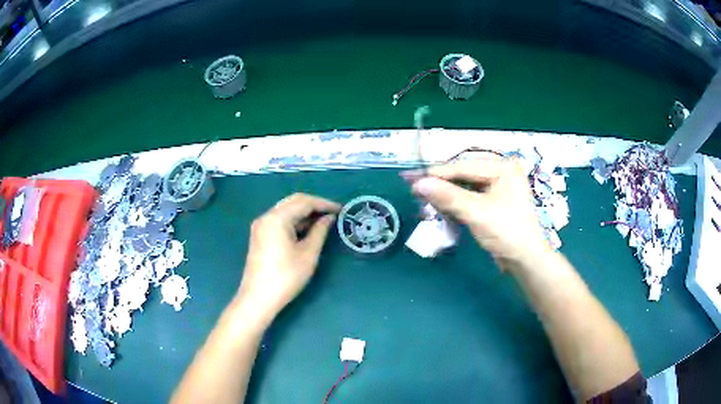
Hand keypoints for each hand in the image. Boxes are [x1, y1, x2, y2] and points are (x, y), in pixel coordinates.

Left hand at [238, 193, 339, 321]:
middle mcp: (266, 217)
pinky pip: (280, 221)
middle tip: (333, 213)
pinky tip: (307, 230)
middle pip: (293, 202)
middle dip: (314, 206)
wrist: (259, 298)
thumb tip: (329, 218)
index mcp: (277, 218)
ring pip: (286, 211)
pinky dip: (294, 222)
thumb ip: (320, 232)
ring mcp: (261, 226)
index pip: (304, 202)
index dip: (324, 204)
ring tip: (324, 222)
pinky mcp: (260, 235)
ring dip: (304, 214)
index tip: (341, 209)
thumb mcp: (308, 254)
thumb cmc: (286, 277)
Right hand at [404, 157, 549, 265]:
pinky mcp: (495, 201)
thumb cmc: (507, 232)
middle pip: (464, 174)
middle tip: (415, 189)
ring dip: (446, 194)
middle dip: (440, 184)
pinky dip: (456, 202)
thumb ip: (447, 196)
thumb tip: (417, 184)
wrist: (526, 261)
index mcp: (503, 166)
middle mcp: (502, 171)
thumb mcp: (476, 212)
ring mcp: (499, 187)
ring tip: (424, 198)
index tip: (410, 178)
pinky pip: (470, 196)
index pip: (463, 166)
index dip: (436, 174)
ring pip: (465, 186)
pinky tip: (441, 206)